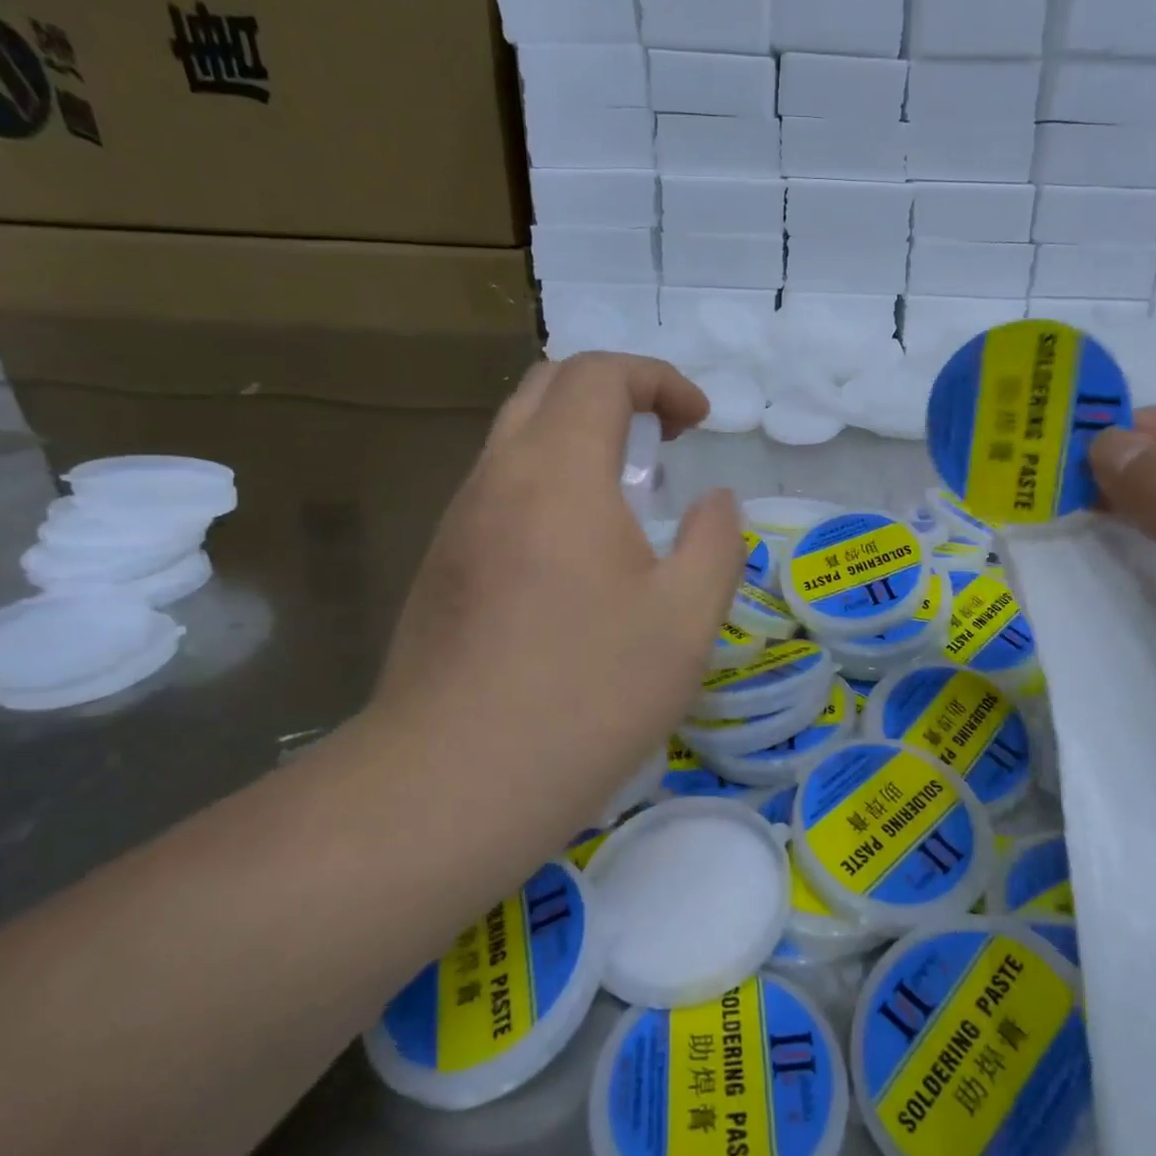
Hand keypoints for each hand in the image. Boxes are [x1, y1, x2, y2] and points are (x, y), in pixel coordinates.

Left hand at [371, 354, 742, 849]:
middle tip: (661, 441)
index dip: (658, 379)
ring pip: (515, 438)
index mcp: (557, 472)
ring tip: (626, 498)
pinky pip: (499, 490)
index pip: (600, 373)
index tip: (697, 422)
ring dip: (576, 439)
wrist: (456, 781)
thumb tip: (714, 503)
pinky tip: (576, 556)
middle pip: (547, 387)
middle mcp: (497, 478)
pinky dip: (547, 483)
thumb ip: (716, 541)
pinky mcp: (440, 567)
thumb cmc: (589, 692)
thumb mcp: (687, 618)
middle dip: (614, 392)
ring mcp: (458, 522)